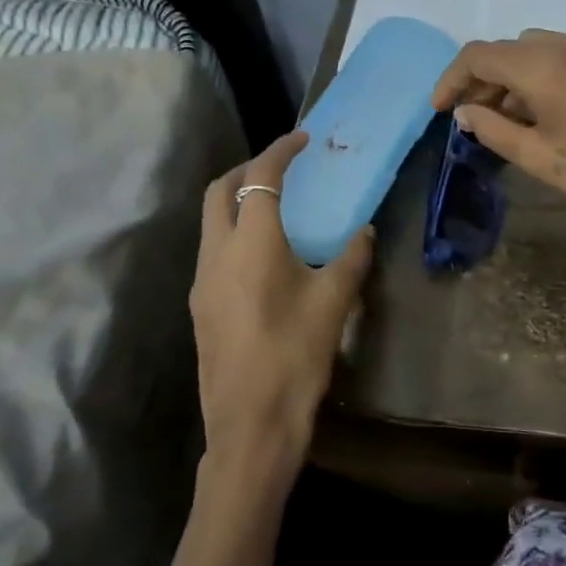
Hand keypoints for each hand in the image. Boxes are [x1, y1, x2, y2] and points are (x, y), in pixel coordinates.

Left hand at [189, 132, 373, 487]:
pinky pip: (213, 250)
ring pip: (211, 221)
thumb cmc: (297, 356)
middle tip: (283, 168)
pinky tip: (264, 256)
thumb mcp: (335, 302)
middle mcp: (217, 252)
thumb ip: (352, 258)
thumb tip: (365, 232)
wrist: (251, 425)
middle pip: (220, 190)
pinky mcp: (200, 306)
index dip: (281, 151)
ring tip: (276, 208)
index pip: (261, 177)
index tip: (302, 139)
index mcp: (252, 242)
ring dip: (238, 201)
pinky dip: (233, 232)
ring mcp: (202, 281)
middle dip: (248, 169)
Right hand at [431, 31, 565, 242]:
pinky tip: (553, 111)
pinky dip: (549, 76)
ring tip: (512, 118)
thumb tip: (464, 112)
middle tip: (474, 117)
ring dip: (517, 78)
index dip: (451, 79)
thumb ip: (493, 129)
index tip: (440, 109)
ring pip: (541, 50)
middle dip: (485, 80)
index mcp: (544, 66)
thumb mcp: (540, 158)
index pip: (480, 55)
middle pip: (511, 49)